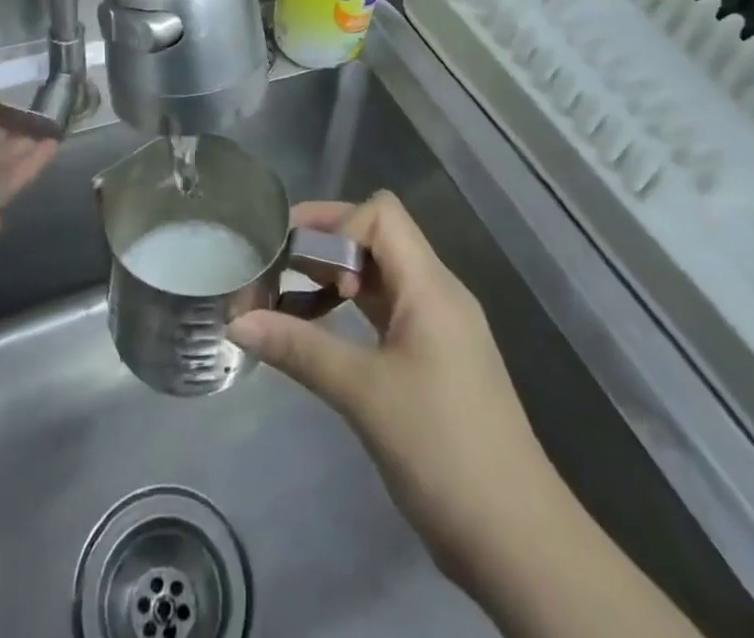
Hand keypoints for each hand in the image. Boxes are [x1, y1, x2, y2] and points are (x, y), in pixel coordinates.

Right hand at [227, 193, 551, 589]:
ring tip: (289, 297)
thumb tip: (236, 321)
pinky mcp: (436, 359)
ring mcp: (440, 327)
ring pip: (383, 276)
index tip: (307, 270)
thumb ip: (299, 349)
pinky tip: (323, 336)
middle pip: (380, 238)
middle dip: (327, 243)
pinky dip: (352, 311)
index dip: (339, 226)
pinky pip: (389, 311)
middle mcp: (438, 293)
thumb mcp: (363, 394)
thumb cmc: (441, 449)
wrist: (516, 540)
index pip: (382, 214)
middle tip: (277, 263)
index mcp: (430, 285)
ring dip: (337, 278)